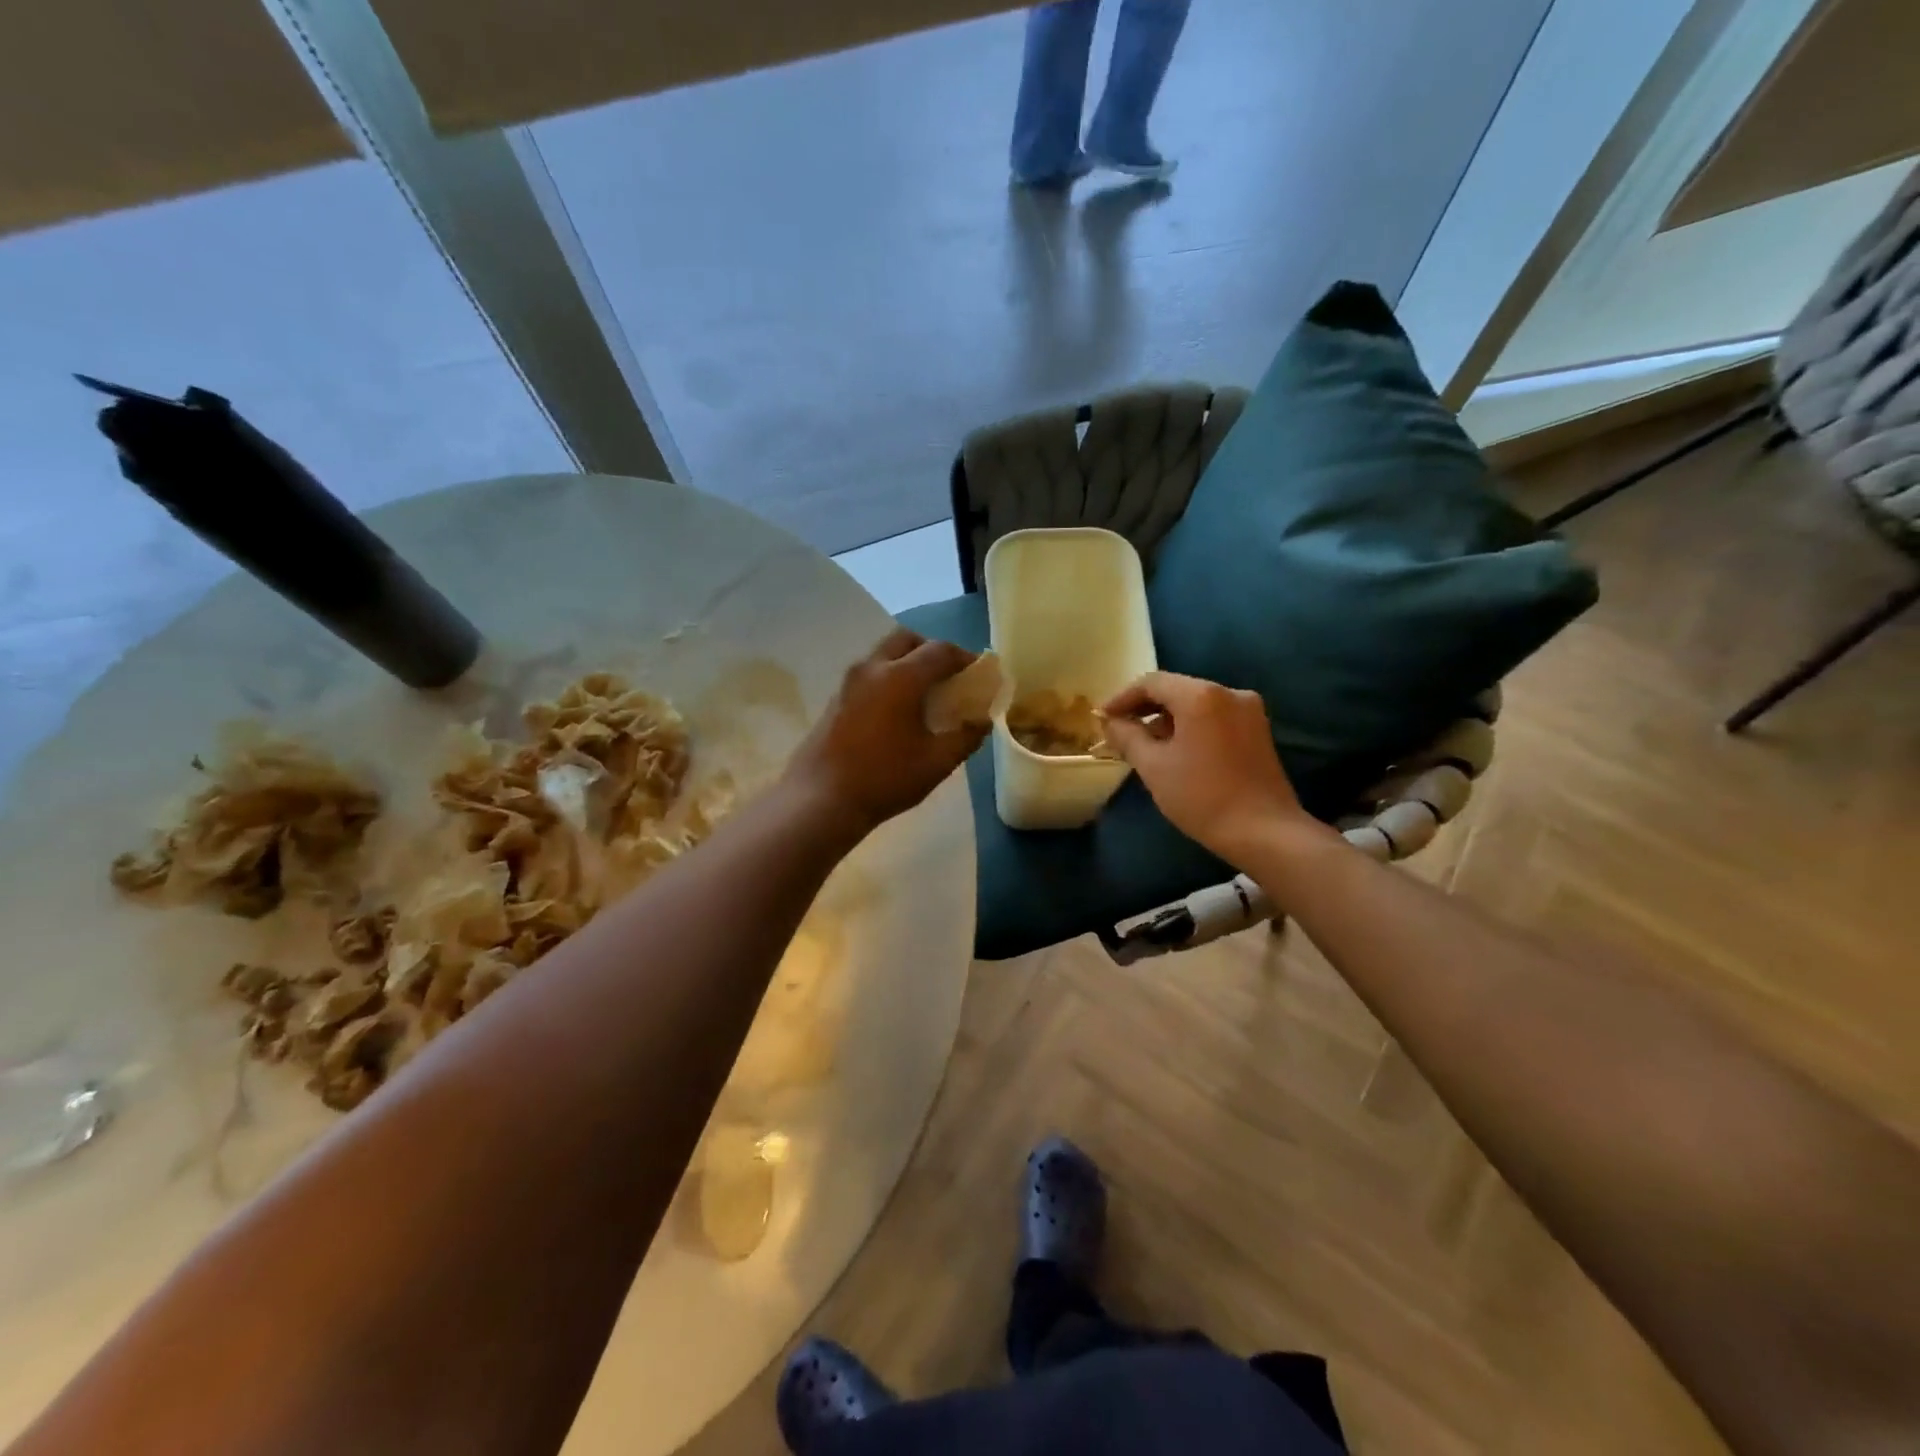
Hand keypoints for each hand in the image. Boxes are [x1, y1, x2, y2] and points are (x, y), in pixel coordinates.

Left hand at [784, 629, 987, 837]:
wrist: (821, 799)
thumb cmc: (885, 779)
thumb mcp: (937, 763)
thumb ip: (966, 737)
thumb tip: (983, 721)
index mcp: (901, 677)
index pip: (940, 651)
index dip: (965, 659)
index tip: (978, 674)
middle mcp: (872, 668)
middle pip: (907, 640)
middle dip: (932, 651)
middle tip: (948, 677)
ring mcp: (849, 682)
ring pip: (884, 654)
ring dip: (907, 662)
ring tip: (924, 695)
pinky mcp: (836, 698)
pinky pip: (869, 673)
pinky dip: (888, 678)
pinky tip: (896, 711)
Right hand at [1102, 672, 1312, 863]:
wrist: (1264, 832)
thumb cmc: (1202, 796)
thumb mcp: (1153, 767)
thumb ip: (1128, 736)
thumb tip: (1111, 722)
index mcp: (1201, 695)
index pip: (1152, 683)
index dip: (1122, 698)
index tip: (1102, 718)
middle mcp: (1228, 692)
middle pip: (1176, 689)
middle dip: (1144, 708)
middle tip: (1119, 730)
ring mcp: (1248, 711)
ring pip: (1196, 704)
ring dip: (1166, 718)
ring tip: (1143, 744)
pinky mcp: (1258, 730)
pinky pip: (1214, 717)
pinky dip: (1190, 726)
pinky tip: (1175, 750)